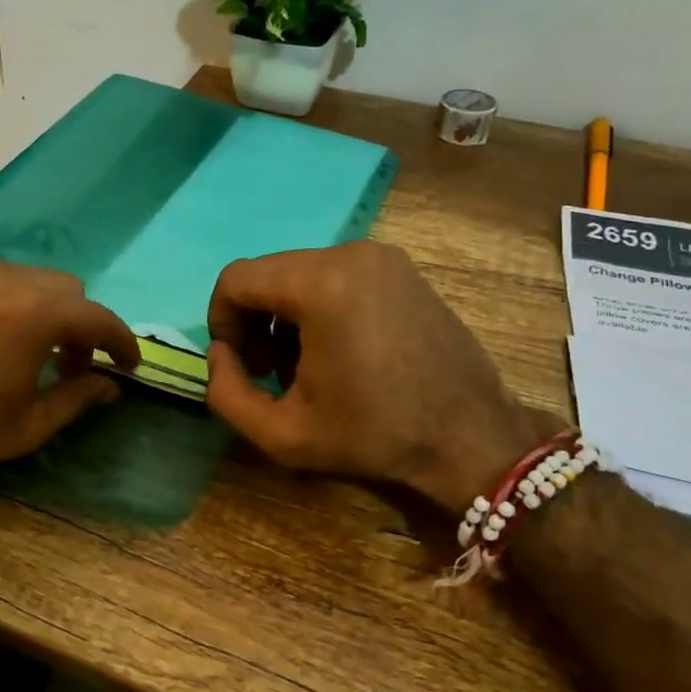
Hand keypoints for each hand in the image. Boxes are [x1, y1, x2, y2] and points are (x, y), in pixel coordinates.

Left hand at [0, 260, 139, 504]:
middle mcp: (2, 277)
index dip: (121, 342)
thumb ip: (77, 399)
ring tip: (23, 351)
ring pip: (21, 279)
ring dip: (38, 310)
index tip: (129, 365)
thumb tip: (110, 387)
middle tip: (71, 364)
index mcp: (35, 313)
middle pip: (63, 290)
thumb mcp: (25, 427)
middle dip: (79, 325)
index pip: (98, 317)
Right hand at [205, 242, 544, 508]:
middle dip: (254, 321)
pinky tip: (339, 352)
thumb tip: (220, 353)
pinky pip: (336, 276)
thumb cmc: (374, 436)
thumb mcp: (282, 434)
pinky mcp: (401, 269)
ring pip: (300, 274)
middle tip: (268, 372)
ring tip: (304, 367)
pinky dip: (320, 307)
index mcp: (320, 286)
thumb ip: (226, 393)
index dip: (221, 322)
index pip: (236, 279)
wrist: (469, 437)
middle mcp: (350, 254)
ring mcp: (382, 257)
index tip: (239, 365)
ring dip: (286, 317)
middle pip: (268, 274)